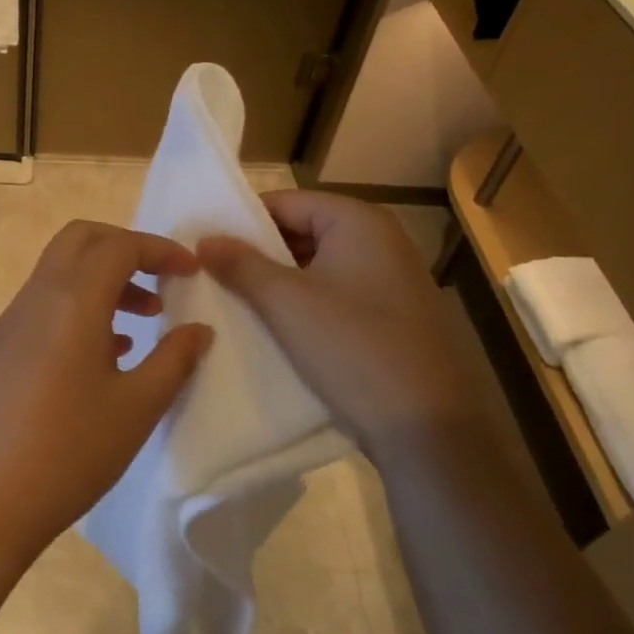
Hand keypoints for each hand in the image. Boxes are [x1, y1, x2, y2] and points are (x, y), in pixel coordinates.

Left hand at [0, 221, 214, 564]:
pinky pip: (43, 304)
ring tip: (141, 320)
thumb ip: (174, 360)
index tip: (191, 270)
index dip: (159, 249)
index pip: (119, 246)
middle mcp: (37, 297)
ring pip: (59, 271)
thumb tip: (198, 330)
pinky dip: (78, 305)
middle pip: (80, 240)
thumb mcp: (136, 409)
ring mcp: (11, 321)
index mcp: (72, 300)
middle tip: (160, 280)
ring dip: (101, 278)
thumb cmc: (69, 453)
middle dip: (124, 247)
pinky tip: (102, 354)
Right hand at [198, 192, 471, 463]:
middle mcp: (381, 239)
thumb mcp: (285, 303)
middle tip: (213, 275)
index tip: (205, 246)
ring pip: (318, 265)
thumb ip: (240, 264)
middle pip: (302, 230)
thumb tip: (204, 239)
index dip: (242, 222)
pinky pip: (337, 292)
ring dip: (279, 281)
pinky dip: (306, 302)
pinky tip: (276, 325)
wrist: (428, 430)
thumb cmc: (353, 348)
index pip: (285, 202)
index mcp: (359, 221)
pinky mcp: (394, 315)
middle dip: (258, 253)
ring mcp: (392, 278)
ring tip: (236, 301)